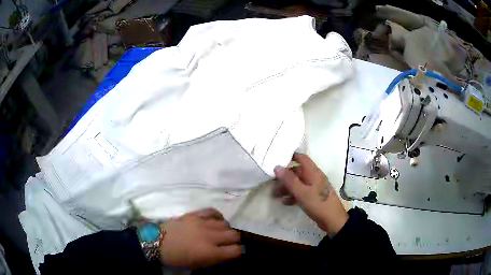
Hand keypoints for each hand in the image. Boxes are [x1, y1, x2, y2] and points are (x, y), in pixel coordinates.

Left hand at [159, 208, 240, 268]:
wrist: (157, 243)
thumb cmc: (177, 258)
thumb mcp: (198, 265)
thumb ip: (215, 259)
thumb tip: (227, 254)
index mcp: (211, 252)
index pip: (236, 250)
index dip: (238, 252)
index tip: (233, 252)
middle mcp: (210, 237)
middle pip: (234, 235)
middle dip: (234, 240)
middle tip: (227, 243)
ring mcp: (203, 223)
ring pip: (226, 223)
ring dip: (225, 230)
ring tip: (219, 233)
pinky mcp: (195, 214)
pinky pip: (213, 211)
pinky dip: (217, 216)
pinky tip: (215, 221)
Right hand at [273, 153, 347, 235]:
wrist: (332, 220)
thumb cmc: (318, 203)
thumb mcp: (302, 192)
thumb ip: (289, 180)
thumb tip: (277, 166)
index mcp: (313, 172)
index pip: (302, 158)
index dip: (291, 156)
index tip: (277, 159)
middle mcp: (314, 177)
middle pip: (297, 172)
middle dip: (285, 177)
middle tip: (271, 182)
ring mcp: (314, 188)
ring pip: (298, 183)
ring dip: (287, 188)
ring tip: (274, 195)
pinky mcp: (314, 197)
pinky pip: (301, 193)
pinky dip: (293, 196)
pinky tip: (284, 202)